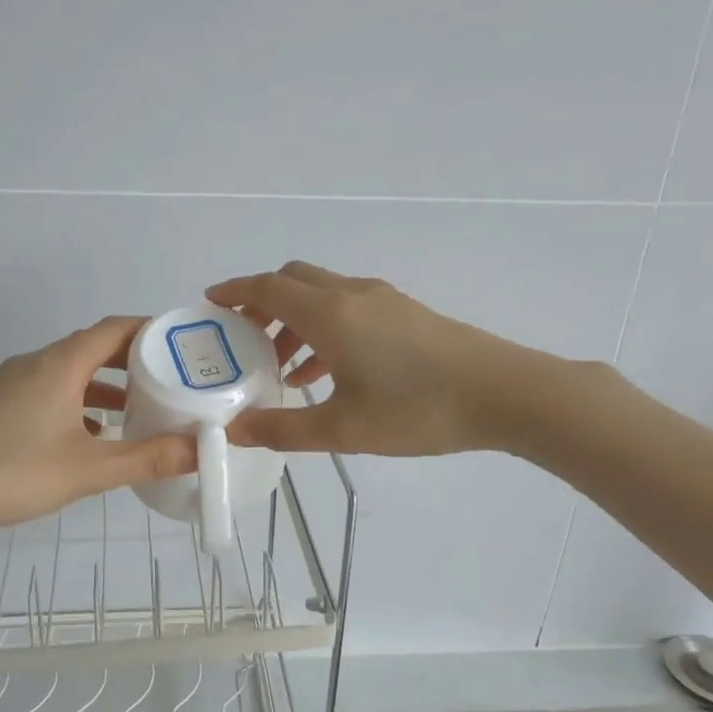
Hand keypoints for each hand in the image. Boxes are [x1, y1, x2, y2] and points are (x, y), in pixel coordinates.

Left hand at [0, 317, 194, 538]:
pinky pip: (49, 390)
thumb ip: (147, 458)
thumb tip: (200, 450)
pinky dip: (78, 401)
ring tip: (138, 407)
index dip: (149, 331)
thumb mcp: (90, 470)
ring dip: (104, 384)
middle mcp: (35, 364)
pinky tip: (91, 433)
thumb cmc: (14, 473)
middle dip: (132, 360)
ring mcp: (12, 384)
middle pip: (91, 346)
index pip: (113, 329)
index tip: (181, 345)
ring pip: (69, 371)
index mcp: (59, 365)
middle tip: (169, 377)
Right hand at [206, 261, 523, 455]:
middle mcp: (351, 295)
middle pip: (293, 281)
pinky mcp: (405, 313)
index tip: (209, 303)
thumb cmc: (417, 410)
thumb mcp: (342, 429)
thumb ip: (283, 430)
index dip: (234, 292)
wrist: (503, 393)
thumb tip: (234, 430)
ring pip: (322, 295)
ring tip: (281, 369)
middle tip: (243, 339)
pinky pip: (348, 308)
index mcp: (329, 314)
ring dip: (294, 320)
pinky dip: (324, 328)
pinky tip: (327, 372)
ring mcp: (382, 300)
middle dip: (262, 303)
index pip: (267, 288)